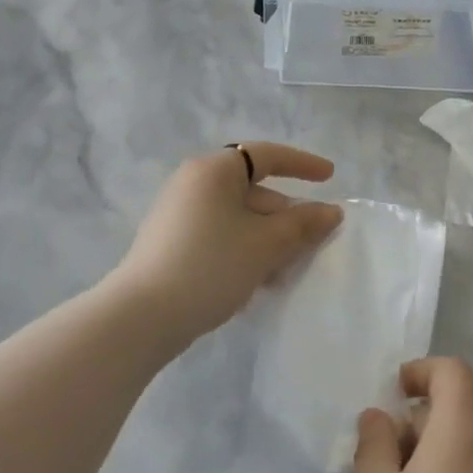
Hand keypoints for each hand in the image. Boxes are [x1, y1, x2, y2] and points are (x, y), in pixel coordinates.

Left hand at [115, 143, 342, 349]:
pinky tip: (255, 282)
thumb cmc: (210, 266)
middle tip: (311, 245)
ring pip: (238, 218)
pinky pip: (219, 235)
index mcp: (214, 171)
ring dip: (267, 239)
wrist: (141, 317)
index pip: (267, 155)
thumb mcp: (266, 244)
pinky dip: (243, 250)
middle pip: (254, 190)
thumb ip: (303, 224)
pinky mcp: (171, 243)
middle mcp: (194, 183)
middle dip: (286, 217)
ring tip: (284, 272)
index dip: (302, 164)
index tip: (330, 178)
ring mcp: (178, 214)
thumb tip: (331, 211)